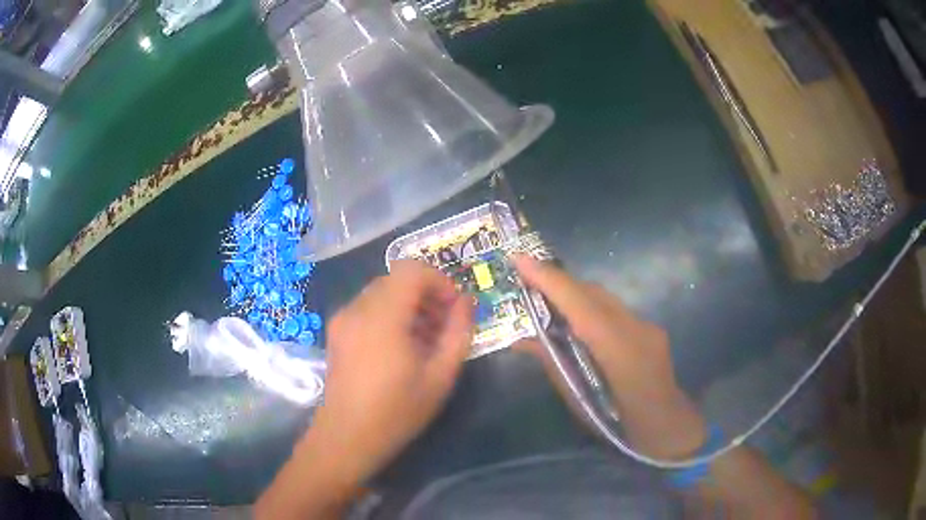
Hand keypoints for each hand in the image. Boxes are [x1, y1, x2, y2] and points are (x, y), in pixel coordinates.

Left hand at [307, 260, 473, 485]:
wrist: (347, 437)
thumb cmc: (397, 411)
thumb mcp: (440, 376)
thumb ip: (458, 333)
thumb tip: (466, 303)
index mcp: (382, 316)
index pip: (412, 270)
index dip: (439, 281)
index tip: (454, 308)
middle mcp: (357, 308)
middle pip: (396, 279)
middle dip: (426, 294)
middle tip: (444, 325)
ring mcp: (342, 319)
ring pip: (382, 292)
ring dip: (408, 305)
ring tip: (425, 339)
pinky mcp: (336, 331)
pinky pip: (367, 307)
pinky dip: (389, 314)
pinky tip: (400, 346)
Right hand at [513, 255, 706, 458]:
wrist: (667, 427)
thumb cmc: (618, 423)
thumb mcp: (578, 399)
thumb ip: (553, 363)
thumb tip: (522, 340)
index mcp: (617, 349)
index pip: (579, 303)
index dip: (548, 279)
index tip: (519, 258)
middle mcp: (635, 328)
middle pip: (593, 292)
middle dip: (559, 282)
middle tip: (528, 281)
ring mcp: (647, 325)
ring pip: (605, 298)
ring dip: (575, 295)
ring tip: (549, 301)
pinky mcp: (651, 329)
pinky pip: (615, 310)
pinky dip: (592, 308)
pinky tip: (581, 325)